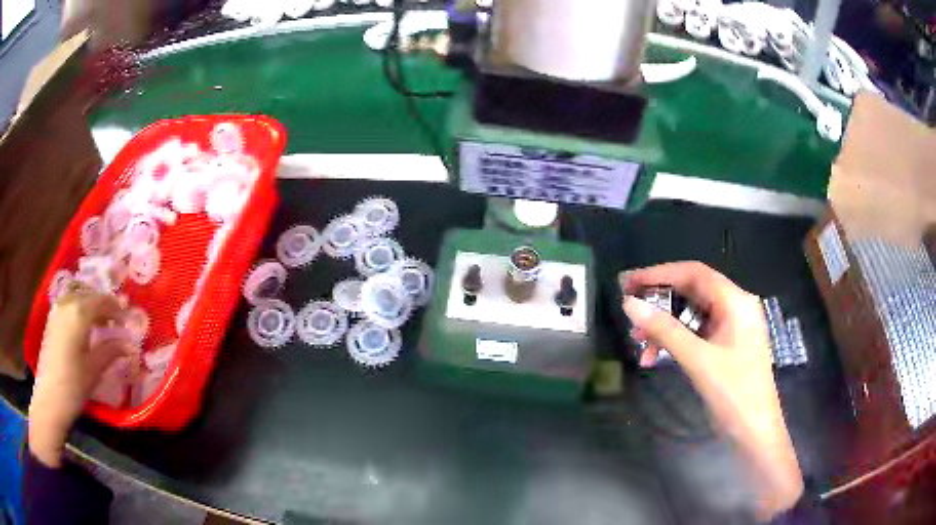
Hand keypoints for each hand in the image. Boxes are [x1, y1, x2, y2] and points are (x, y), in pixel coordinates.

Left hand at [28, 284, 129, 467]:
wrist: (49, 399)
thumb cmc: (73, 384)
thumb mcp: (94, 369)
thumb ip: (111, 351)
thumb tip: (128, 344)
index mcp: (79, 312)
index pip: (102, 301)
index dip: (117, 309)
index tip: (128, 321)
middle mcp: (67, 303)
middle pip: (89, 294)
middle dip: (103, 304)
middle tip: (116, 320)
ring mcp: (57, 310)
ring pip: (77, 296)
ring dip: (90, 304)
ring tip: (101, 322)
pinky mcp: (52, 320)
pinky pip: (69, 304)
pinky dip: (79, 308)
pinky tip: (84, 325)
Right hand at [620, 262, 802, 519]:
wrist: (754, 431)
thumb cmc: (734, 393)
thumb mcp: (698, 360)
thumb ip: (665, 330)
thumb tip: (629, 304)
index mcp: (736, 301)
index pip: (694, 273)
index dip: (659, 273)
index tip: (628, 281)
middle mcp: (735, 306)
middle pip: (692, 291)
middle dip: (659, 301)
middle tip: (628, 310)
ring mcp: (731, 327)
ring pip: (691, 314)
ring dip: (664, 325)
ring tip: (637, 341)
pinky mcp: (725, 345)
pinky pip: (695, 333)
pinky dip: (675, 341)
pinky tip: (655, 357)